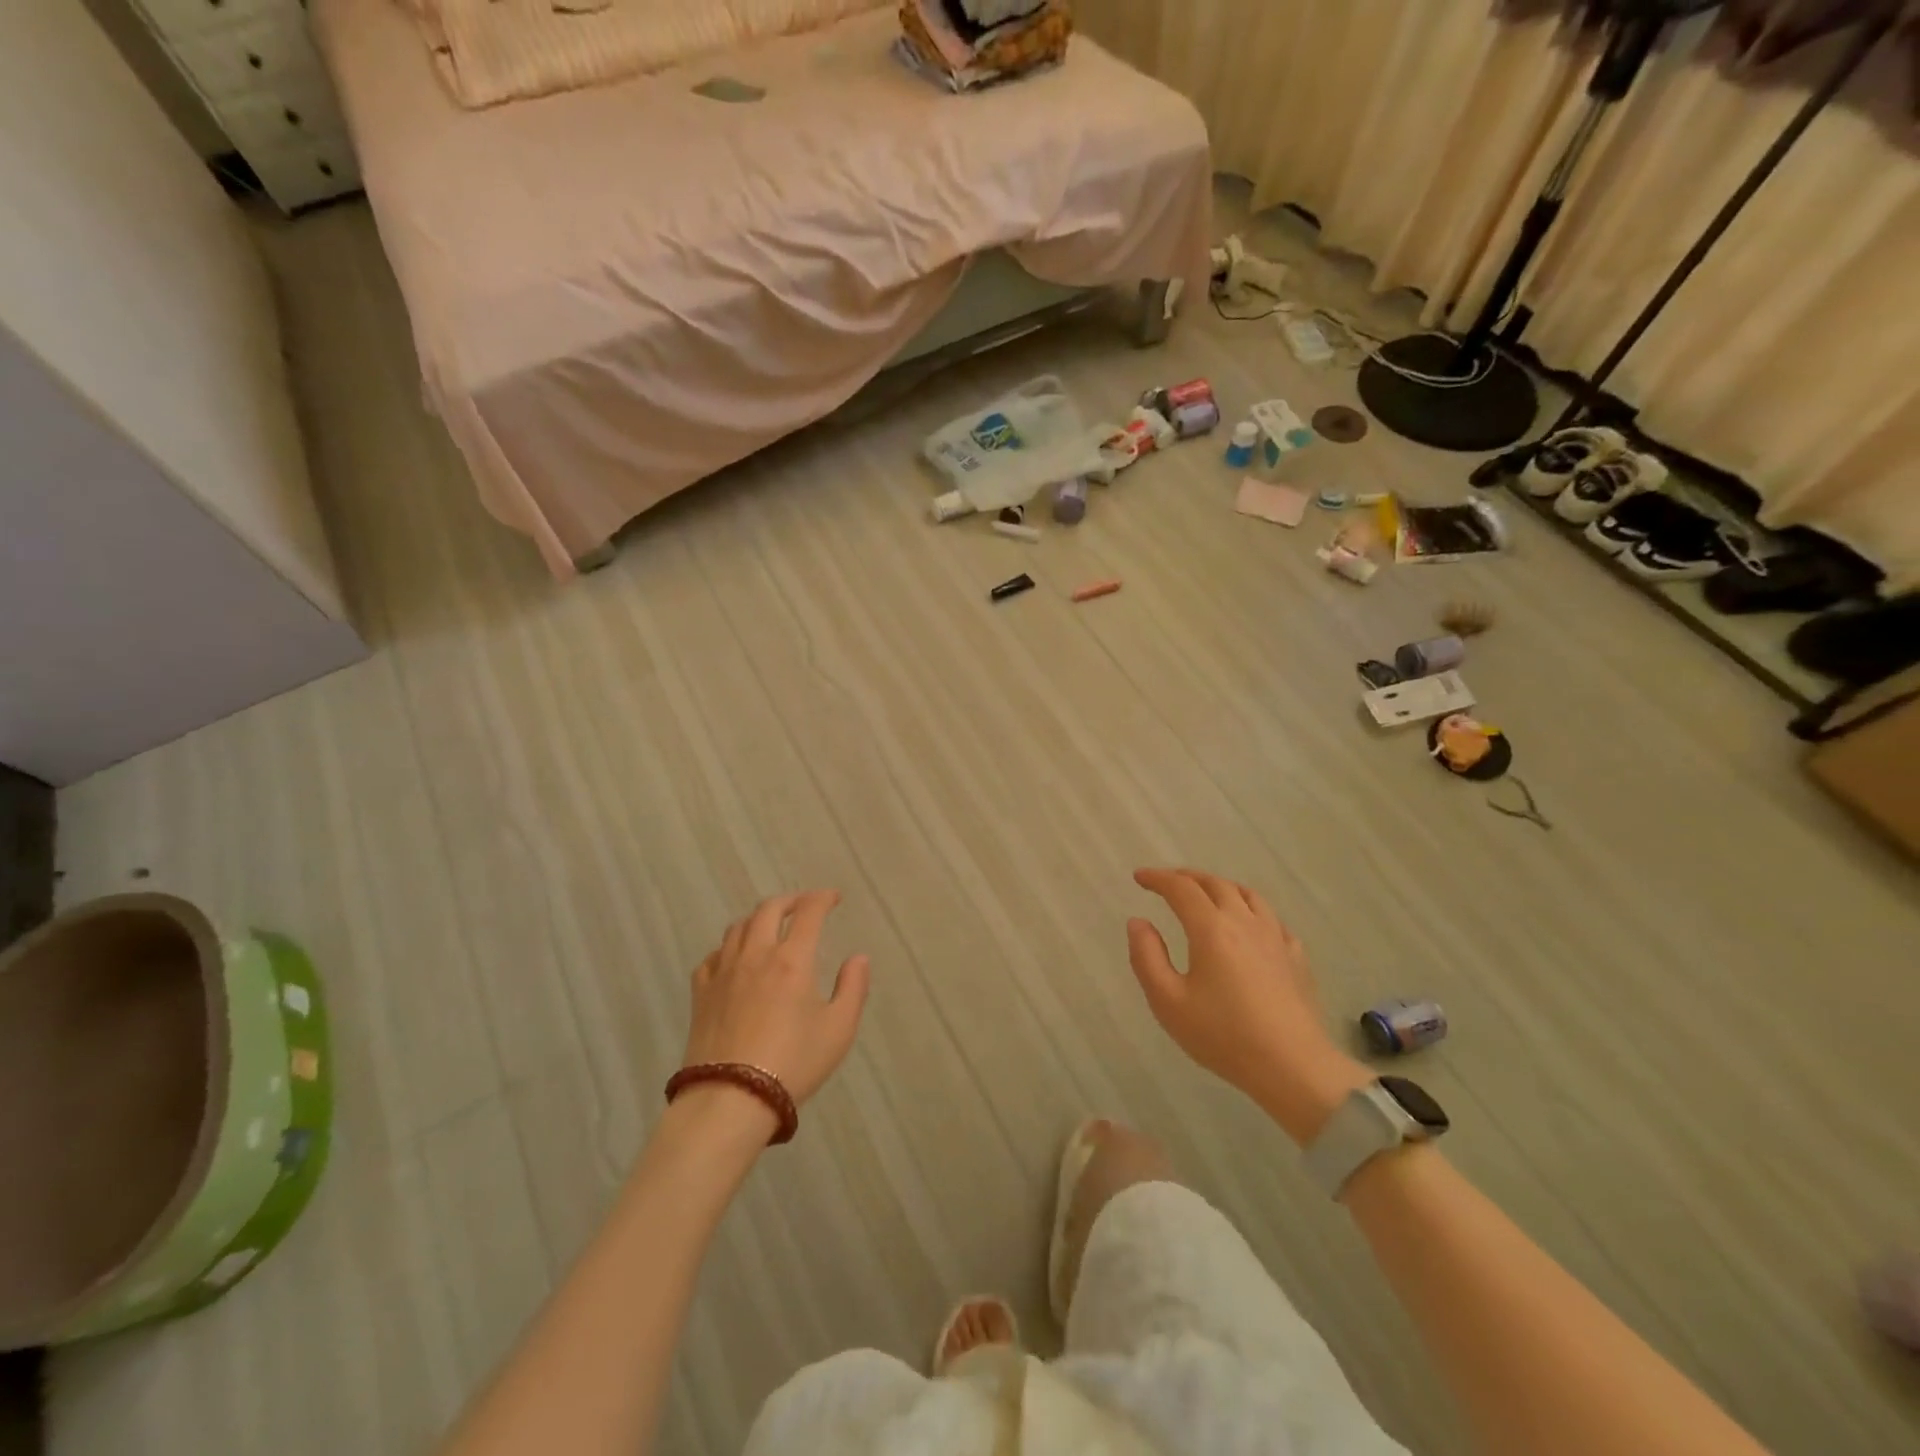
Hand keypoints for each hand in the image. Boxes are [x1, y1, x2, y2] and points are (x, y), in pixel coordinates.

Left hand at [683, 890, 870, 1107]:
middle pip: (768, 909)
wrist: (730, 1099)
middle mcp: (756, 955)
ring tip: (769, 927)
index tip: (833, 898)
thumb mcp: (839, 1030)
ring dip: (758, 919)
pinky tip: (734, 960)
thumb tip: (858, 958)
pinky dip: (728, 948)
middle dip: (790, 900)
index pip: (808, 912)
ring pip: (738, 927)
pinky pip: (713, 956)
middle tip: (803, 906)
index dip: (823, 898)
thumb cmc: (793, 1063)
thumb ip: (853, 988)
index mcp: (792, 959)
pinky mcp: (700, 993)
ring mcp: (723, 972)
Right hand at [1127, 868, 1368, 1144]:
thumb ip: (1147, 957)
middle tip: (1168, 882)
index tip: (1139, 877)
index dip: (1157, 878)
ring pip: (1247, 895)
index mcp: (1211, 928)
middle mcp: (1244, 922)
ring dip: (1220, 886)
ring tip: (1207, 894)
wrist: (1293, 1066)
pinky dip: (1251, 909)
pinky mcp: (1296, 956)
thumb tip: (1138, 922)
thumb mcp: (1168, 1002)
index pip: (1181, 889)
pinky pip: (1271, 918)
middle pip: (1215, 884)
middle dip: (1187, 877)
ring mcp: (1275, 937)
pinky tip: (1249, 925)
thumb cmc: (1224, 1036)